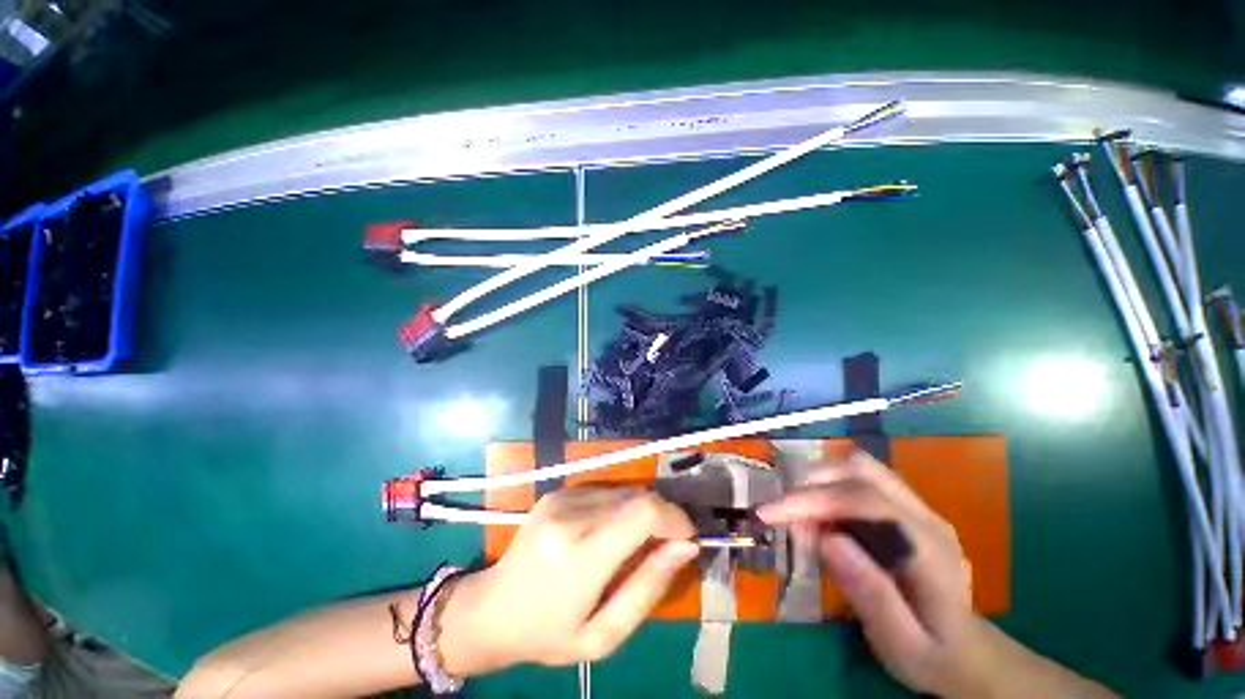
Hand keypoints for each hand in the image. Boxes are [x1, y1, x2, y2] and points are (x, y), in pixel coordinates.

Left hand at [439, 488, 697, 674]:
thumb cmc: (548, 634)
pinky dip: (620, 507)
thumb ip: (648, 588)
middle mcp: (571, 514)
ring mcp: (562, 498)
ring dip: (641, 511)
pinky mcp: (558, 492)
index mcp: (580, 554)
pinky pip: (605, 490)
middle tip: (663, 547)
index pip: (643, 511)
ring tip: (634, 544)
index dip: (674, 518)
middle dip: (662, 516)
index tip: (687, 538)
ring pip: (624, 490)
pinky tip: (608, 532)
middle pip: (637, 496)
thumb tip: (685, 547)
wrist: (492, 608)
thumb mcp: (603, 635)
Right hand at [757, 451, 981, 695]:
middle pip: (860, 469)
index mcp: (930, 549)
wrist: (968, 653)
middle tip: (782, 513)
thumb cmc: (933, 655)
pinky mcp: (904, 507)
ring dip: (818, 480)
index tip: (769, 513)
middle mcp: (924, 516)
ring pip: (857, 467)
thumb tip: (827, 539)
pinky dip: (828, 488)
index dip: (813, 499)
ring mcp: (916, 507)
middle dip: (811, 481)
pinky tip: (819, 519)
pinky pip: (858, 480)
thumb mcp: (903, 645)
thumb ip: (871, 594)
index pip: (865, 501)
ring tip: (797, 514)